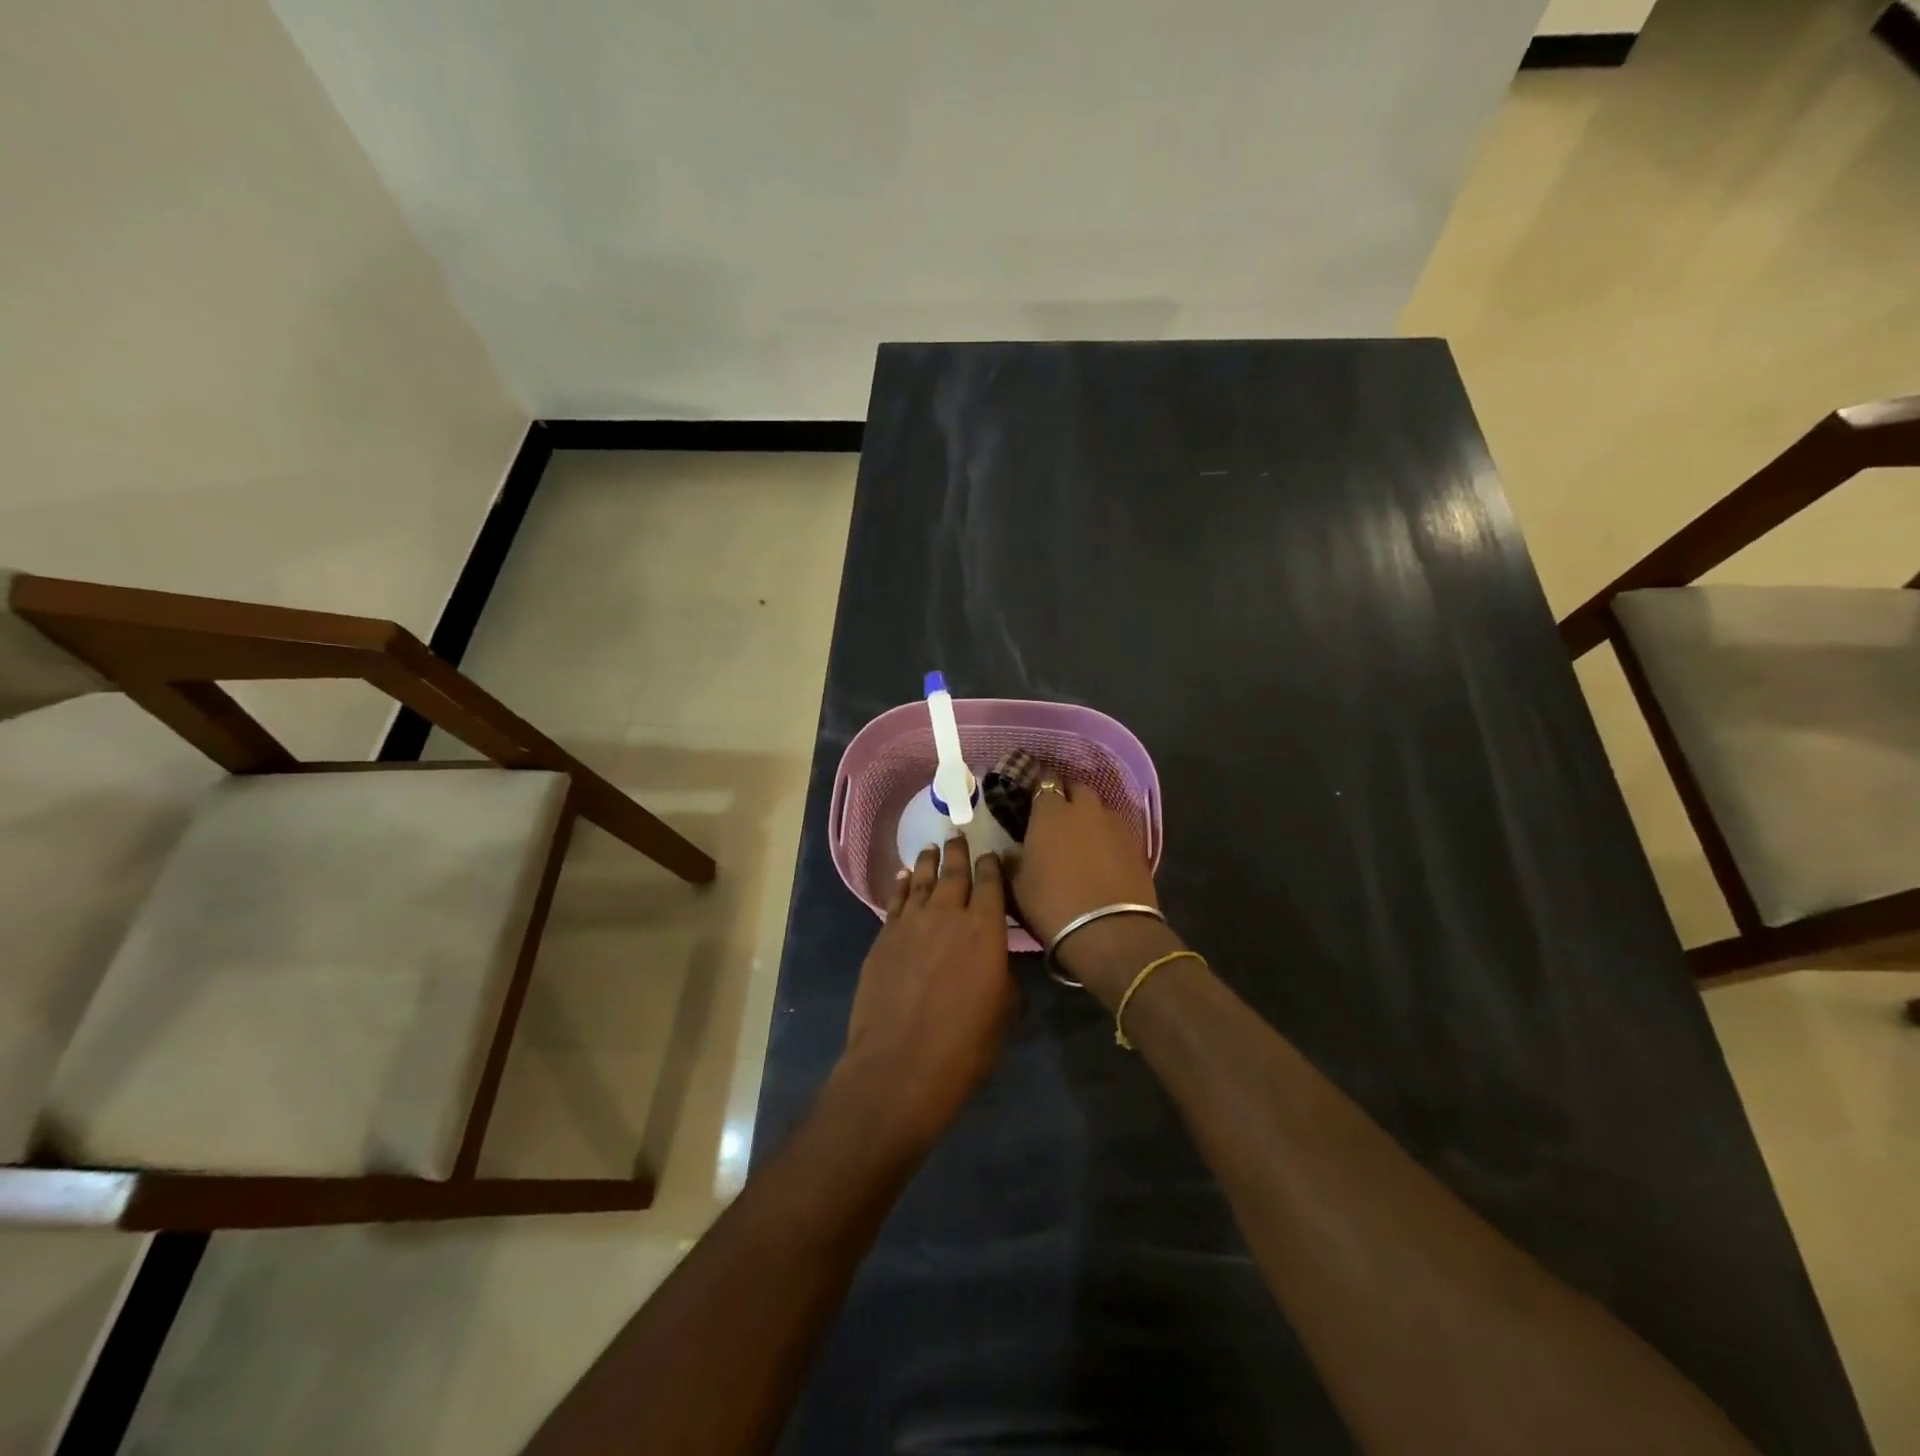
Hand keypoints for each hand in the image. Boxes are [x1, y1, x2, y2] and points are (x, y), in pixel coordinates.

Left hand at [832, 838, 1014, 1150]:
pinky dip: (902, 885)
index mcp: (985, 929)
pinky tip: (904, 876)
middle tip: (958, 835)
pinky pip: (896, 901)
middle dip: (958, 852)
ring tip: (931, 848)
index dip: (992, 866)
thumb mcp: (1003, 1011)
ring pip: (923, 880)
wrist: (900, 1064)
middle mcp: (948, 914)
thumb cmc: (965, 1044)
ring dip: (929, 862)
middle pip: (954, 872)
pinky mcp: (884, 937)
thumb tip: (995, 961)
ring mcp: (911, 923)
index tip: (991, 854)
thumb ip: (1002, 975)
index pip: (990, 883)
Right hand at [1010, 780, 1179, 1003]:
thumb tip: (1009, 852)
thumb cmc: (1051, 905)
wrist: (1108, 932)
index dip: (1038, 789)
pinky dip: (1108, 838)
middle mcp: (1085, 808)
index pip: (1044, 782)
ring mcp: (1115, 824)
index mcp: (1050, 812)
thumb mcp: (1016, 887)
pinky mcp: (1137, 845)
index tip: (1032, 801)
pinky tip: (1103, 857)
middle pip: (1076, 789)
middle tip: (1056, 819)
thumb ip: (1010, 861)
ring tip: (1082, 839)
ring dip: (1090, 818)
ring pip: (1099, 809)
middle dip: (1067, 797)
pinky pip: (1117, 831)